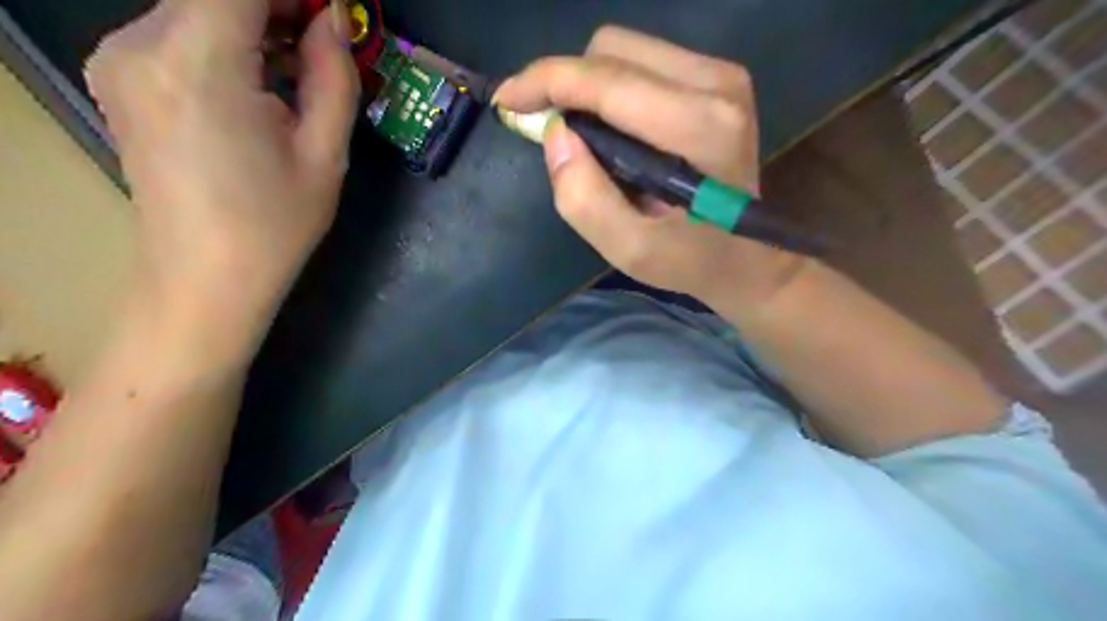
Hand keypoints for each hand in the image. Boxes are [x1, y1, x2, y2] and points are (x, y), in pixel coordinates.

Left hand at [87, 1, 361, 359]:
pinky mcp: (120, 78)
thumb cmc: (275, 225)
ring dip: (255, 23)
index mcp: (198, 63)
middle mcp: (139, 44)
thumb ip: (333, 78)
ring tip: (302, 66)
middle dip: (279, 6)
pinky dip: (227, 41)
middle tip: (327, 41)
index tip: (334, 14)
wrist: (205, 279)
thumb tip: (333, 22)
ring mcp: (119, 59)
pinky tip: (262, 82)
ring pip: (197, 8)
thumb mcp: (324, 155)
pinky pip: (178, 33)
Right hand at [499, 27, 810, 307]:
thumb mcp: (630, 250)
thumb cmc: (689, 259)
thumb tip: (556, 134)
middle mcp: (717, 83)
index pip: (607, 80)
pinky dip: (613, 91)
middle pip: (612, 50)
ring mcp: (721, 75)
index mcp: (700, 126)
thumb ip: (584, 199)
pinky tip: (616, 132)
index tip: (508, 100)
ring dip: (589, 89)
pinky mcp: (718, 77)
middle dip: (568, 87)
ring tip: (589, 141)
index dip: (546, 81)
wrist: (747, 257)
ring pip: (625, 50)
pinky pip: (643, 62)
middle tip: (555, 135)